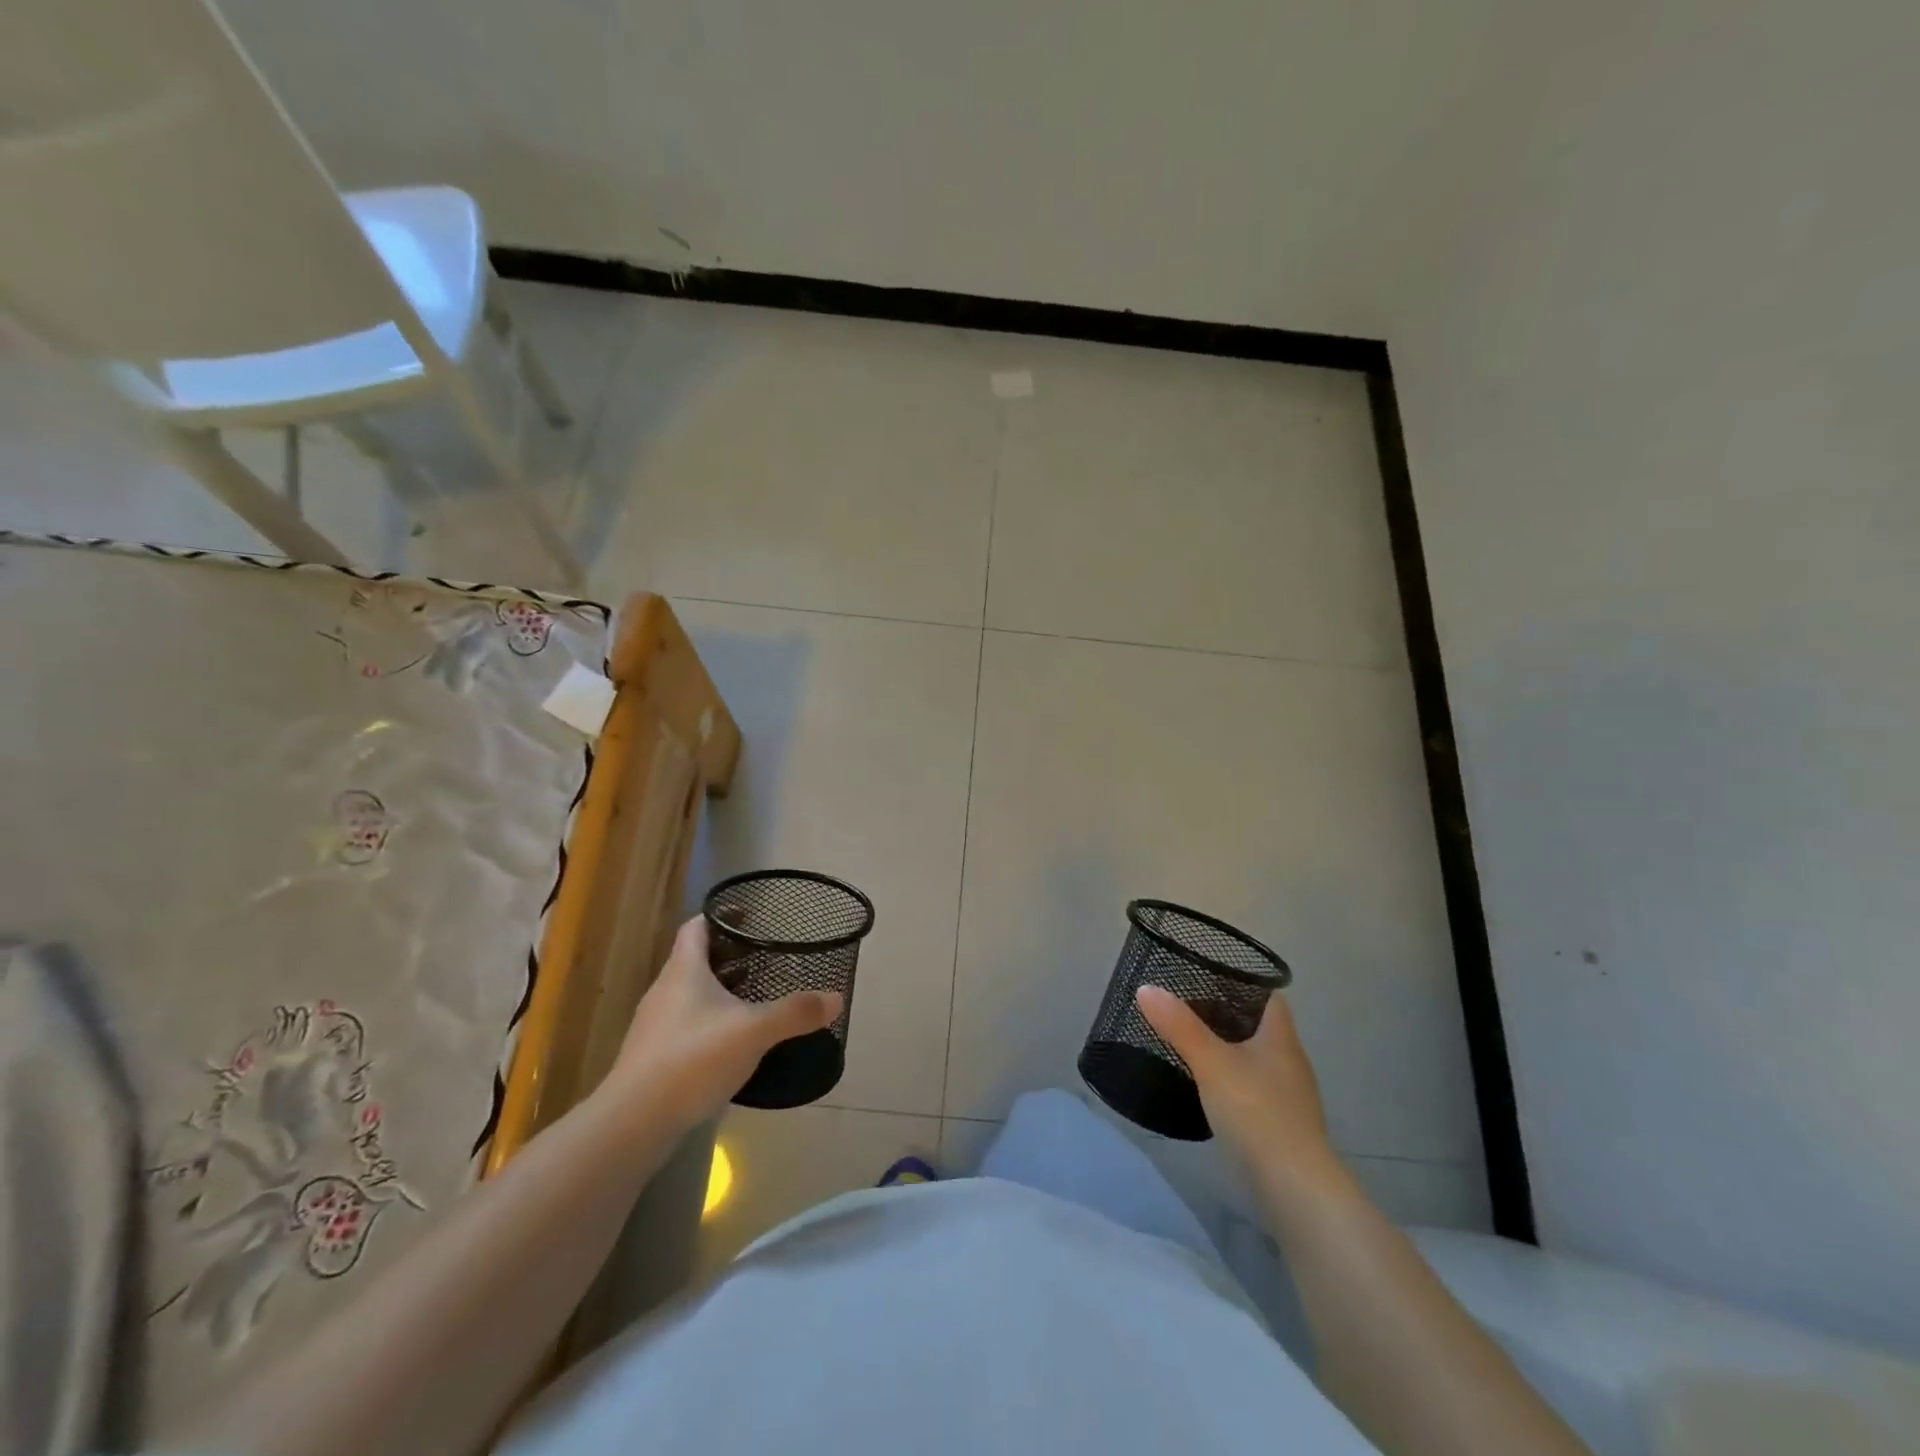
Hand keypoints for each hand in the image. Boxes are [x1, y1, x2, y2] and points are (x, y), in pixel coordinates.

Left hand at [604, 916, 841, 1132]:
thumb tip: (836, 997)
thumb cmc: (692, 1059)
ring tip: (753, 999)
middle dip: (728, 957)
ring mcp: (654, 1026)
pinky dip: (708, 1024)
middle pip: (694, 960)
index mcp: (684, 970)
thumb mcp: (753, 1032)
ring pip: (689, 995)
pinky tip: (730, 1043)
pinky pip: (684, 1027)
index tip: (749, 917)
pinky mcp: (652, 1058)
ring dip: (718, 992)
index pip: (696, 927)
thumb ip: (795, 1012)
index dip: (720, 916)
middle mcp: (664, 990)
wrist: (633, 1123)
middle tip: (763, 960)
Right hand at [1137, 984, 1342, 1189]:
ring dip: (1228, 1049)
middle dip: (1226, 1015)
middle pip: (1259, 1026)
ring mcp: (1289, 1096)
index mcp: (1281, 1038)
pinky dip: (1232, 1080)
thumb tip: (1146, 988)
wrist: (1294, 1189)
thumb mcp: (1210, 1062)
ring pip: (1255, 1058)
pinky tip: (1208, 1087)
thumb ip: (1179, 1025)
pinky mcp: (1281, 1125)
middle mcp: (1290, 1061)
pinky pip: (1254, 1088)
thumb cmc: (1256, 1112)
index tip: (1207, 976)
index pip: (1268, 996)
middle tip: (1186, 1007)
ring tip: (1190, 1043)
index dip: (1241, 982)